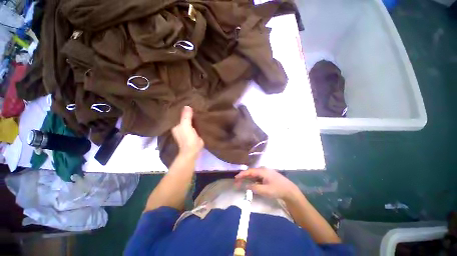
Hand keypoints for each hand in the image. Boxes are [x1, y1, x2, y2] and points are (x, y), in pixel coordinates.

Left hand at [172, 106, 203, 157]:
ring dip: (192, 115)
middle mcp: (180, 126)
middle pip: (183, 117)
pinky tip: (199, 115)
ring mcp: (187, 129)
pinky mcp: (193, 132)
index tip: (184, 101)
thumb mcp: (186, 126)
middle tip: (192, 102)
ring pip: (189, 120)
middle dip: (187, 111)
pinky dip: (196, 120)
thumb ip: (186, 116)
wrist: (193, 150)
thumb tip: (187, 106)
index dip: (180, 108)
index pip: (176, 114)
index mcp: (175, 125)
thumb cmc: (187, 138)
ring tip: (196, 107)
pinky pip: (194, 124)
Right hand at [235, 168, 299, 200]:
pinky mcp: (267, 176)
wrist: (290, 191)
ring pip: (254, 174)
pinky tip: (250, 183)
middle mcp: (263, 170)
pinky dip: (252, 180)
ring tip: (241, 182)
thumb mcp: (265, 190)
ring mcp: (266, 173)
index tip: (235, 178)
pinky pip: (257, 177)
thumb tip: (245, 185)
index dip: (242, 174)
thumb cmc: (277, 189)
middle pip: (251, 172)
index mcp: (262, 171)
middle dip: (243, 177)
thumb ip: (254, 188)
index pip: (249, 171)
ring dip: (247, 178)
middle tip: (236, 182)